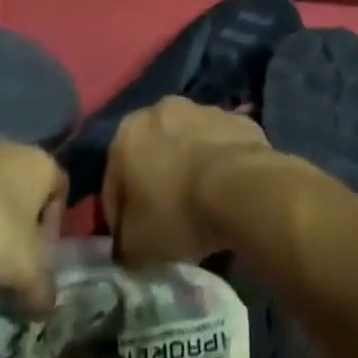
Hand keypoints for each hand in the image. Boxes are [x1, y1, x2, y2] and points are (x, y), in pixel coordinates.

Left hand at [0, 142, 65, 315]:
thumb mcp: (25, 270)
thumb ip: (43, 289)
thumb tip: (48, 307)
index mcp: (41, 163)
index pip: (60, 190)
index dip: (53, 227)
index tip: (38, 257)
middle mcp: (11, 148)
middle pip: (21, 192)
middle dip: (15, 228)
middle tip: (5, 263)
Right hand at [102, 97, 275, 266]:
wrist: (243, 189)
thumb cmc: (177, 211)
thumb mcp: (136, 244)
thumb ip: (124, 242)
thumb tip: (127, 247)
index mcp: (127, 132)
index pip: (114, 179)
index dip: (120, 213)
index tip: (131, 239)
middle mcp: (163, 110)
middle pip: (153, 152)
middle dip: (157, 181)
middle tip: (168, 218)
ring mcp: (205, 110)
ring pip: (190, 145)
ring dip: (191, 168)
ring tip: (203, 206)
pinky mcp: (240, 120)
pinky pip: (223, 147)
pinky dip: (222, 165)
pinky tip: (229, 194)